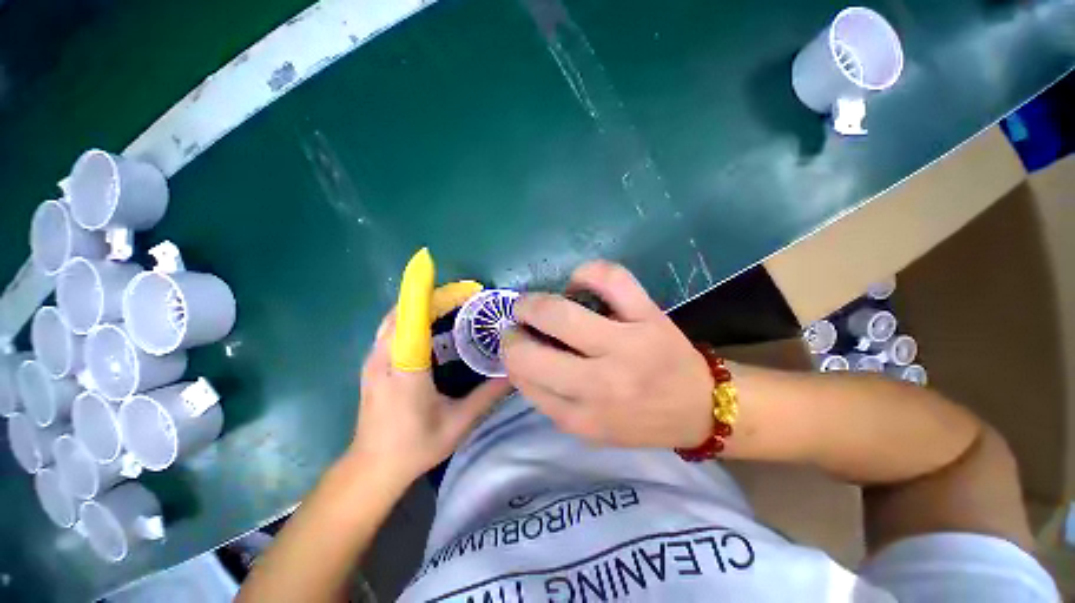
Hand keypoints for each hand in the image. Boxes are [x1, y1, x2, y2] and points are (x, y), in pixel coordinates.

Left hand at [349, 249, 510, 483]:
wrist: (371, 468)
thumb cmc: (415, 446)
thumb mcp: (459, 422)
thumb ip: (488, 395)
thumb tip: (514, 373)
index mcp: (405, 367)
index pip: (414, 317)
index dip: (435, 294)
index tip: (464, 286)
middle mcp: (384, 356)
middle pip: (405, 309)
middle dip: (436, 295)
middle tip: (468, 296)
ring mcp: (374, 358)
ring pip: (396, 316)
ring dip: (423, 303)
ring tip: (453, 304)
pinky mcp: (373, 363)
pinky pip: (392, 327)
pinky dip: (412, 315)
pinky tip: (433, 325)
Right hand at [502, 261, 713, 448]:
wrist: (699, 406)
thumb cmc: (639, 420)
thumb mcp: (588, 427)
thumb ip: (548, 398)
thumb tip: (516, 359)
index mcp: (582, 416)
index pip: (523, 377)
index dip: (510, 353)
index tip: (515, 342)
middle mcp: (601, 384)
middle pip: (531, 351)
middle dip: (513, 330)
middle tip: (520, 319)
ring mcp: (628, 345)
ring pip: (561, 313)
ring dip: (535, 302)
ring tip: (538, 303)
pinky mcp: (649, 315)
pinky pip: (610, 278)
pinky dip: (585, 273)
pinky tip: (579, 282)